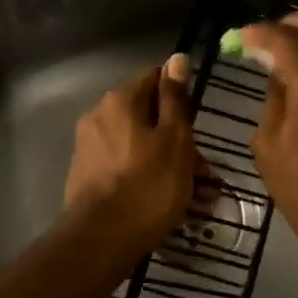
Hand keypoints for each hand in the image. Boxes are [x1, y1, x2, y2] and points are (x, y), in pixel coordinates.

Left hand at [62, 55, 201, 260]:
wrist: (102, 240)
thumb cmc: (148, 184)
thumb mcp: (175, 138)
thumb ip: (176, 98)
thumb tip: (177, 57)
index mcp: (119, 102)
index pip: (155, 79)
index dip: (182, 97)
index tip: (200, 123)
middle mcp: (99, 118)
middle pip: (150, 120)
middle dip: (183, 145)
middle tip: (208, 176)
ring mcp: (91, 150)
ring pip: (143, 150)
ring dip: (173, 169)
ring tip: (200, 202)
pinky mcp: (89, 180)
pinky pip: (129, 171)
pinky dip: (151, 182)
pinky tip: (175, 209)